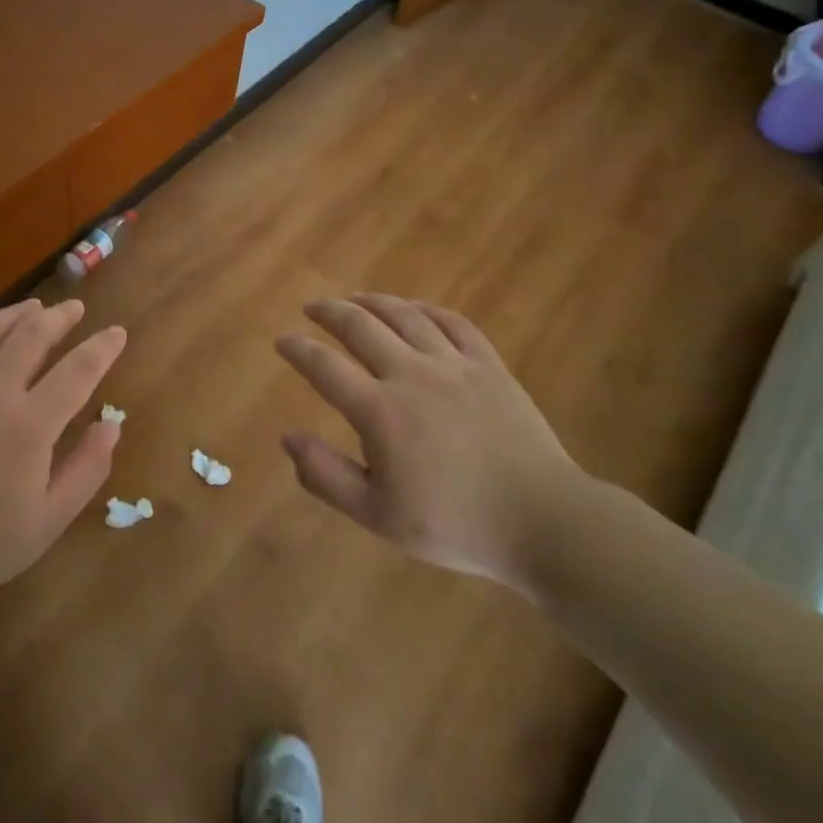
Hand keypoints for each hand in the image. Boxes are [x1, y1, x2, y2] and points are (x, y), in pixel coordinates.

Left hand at [0, 298, 126, 632]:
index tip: (117, 332)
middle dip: (59, 317)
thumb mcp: (48, 521)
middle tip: (75, 308)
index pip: (77, 370)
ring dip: (15, 314)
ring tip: (33, 307)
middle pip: (31, 335)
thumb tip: (111, 425)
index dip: (102, 348)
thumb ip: (87, 469)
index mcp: (28, 425)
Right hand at [275, 293, 592, 590]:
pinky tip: (414, 308)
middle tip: (312, 307)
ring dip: (373, 302)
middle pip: (361, 326)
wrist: (541, 520)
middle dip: (330, 312)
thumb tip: (288, 436)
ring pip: (405, 316)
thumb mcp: (376, 514)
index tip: (282, 340)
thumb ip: (325, 475)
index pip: (324, 367)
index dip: (298, 349)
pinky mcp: (489, 366)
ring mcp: (454, 365)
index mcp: (380, 411)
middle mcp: (411, 374)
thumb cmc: (453, 524)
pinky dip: (427, 309)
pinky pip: (454, 323)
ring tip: (354, 298)